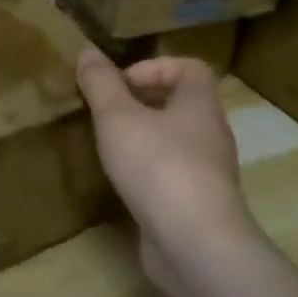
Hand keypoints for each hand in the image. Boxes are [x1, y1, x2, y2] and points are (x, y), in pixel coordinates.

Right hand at [75, 48, 261, 293]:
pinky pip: (173, 174)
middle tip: (107, 113)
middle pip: (181, 103)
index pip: (189, 68)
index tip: (120, 85)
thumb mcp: (117, 117)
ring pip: (176, 140)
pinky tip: (124, 183)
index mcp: (200, 104)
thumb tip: (87, 51)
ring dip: (144, 137)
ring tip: (110, 146)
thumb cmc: (158, 167)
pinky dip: (149, 171)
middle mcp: (210, 133)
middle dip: (143, 102)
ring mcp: (208, 172)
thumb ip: (100, 83)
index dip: (154, 67)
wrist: (195, 245)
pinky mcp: (198, 204)